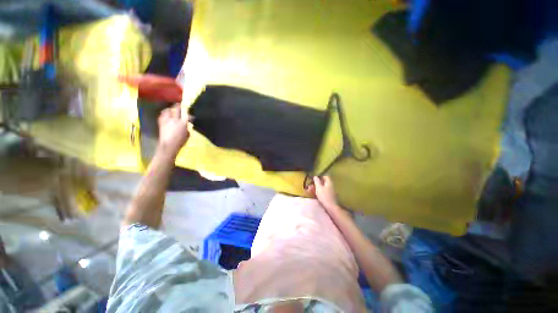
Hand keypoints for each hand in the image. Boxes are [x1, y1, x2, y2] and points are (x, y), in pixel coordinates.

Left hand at [157, 104, 189, 156]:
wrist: (168, 145)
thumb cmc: (180, 141)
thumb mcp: (187, 134)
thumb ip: (187, 127)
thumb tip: (186, 124)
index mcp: (182, 123)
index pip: (186, 114)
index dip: (187, 110)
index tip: (188, 108)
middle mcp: (174, 119)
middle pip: (176, 109)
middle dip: (178, 106)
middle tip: (179, 104)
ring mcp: (166, 120)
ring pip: (167, 111)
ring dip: (169, 109)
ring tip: (171, 109)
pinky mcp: (160, 123)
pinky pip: (162, 115)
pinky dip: (164, 114)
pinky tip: (164, 115)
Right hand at [309, 176, 339, 210]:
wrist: (331, 207)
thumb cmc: (324, 196)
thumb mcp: (319, 187)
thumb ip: (317, 181)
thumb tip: (315, 176)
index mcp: (329, 182)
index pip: (325, 176)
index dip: (319, 176)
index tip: (314, 177)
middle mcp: (330, 185)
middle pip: (323, 182)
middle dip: (316, 183)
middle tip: (310, 184)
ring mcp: (330, 191)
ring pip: (322, 187)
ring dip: (316, 187)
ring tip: (309, 189)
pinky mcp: (329, 196)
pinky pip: (323, 191)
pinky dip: (318, 191)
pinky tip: (313, 194)